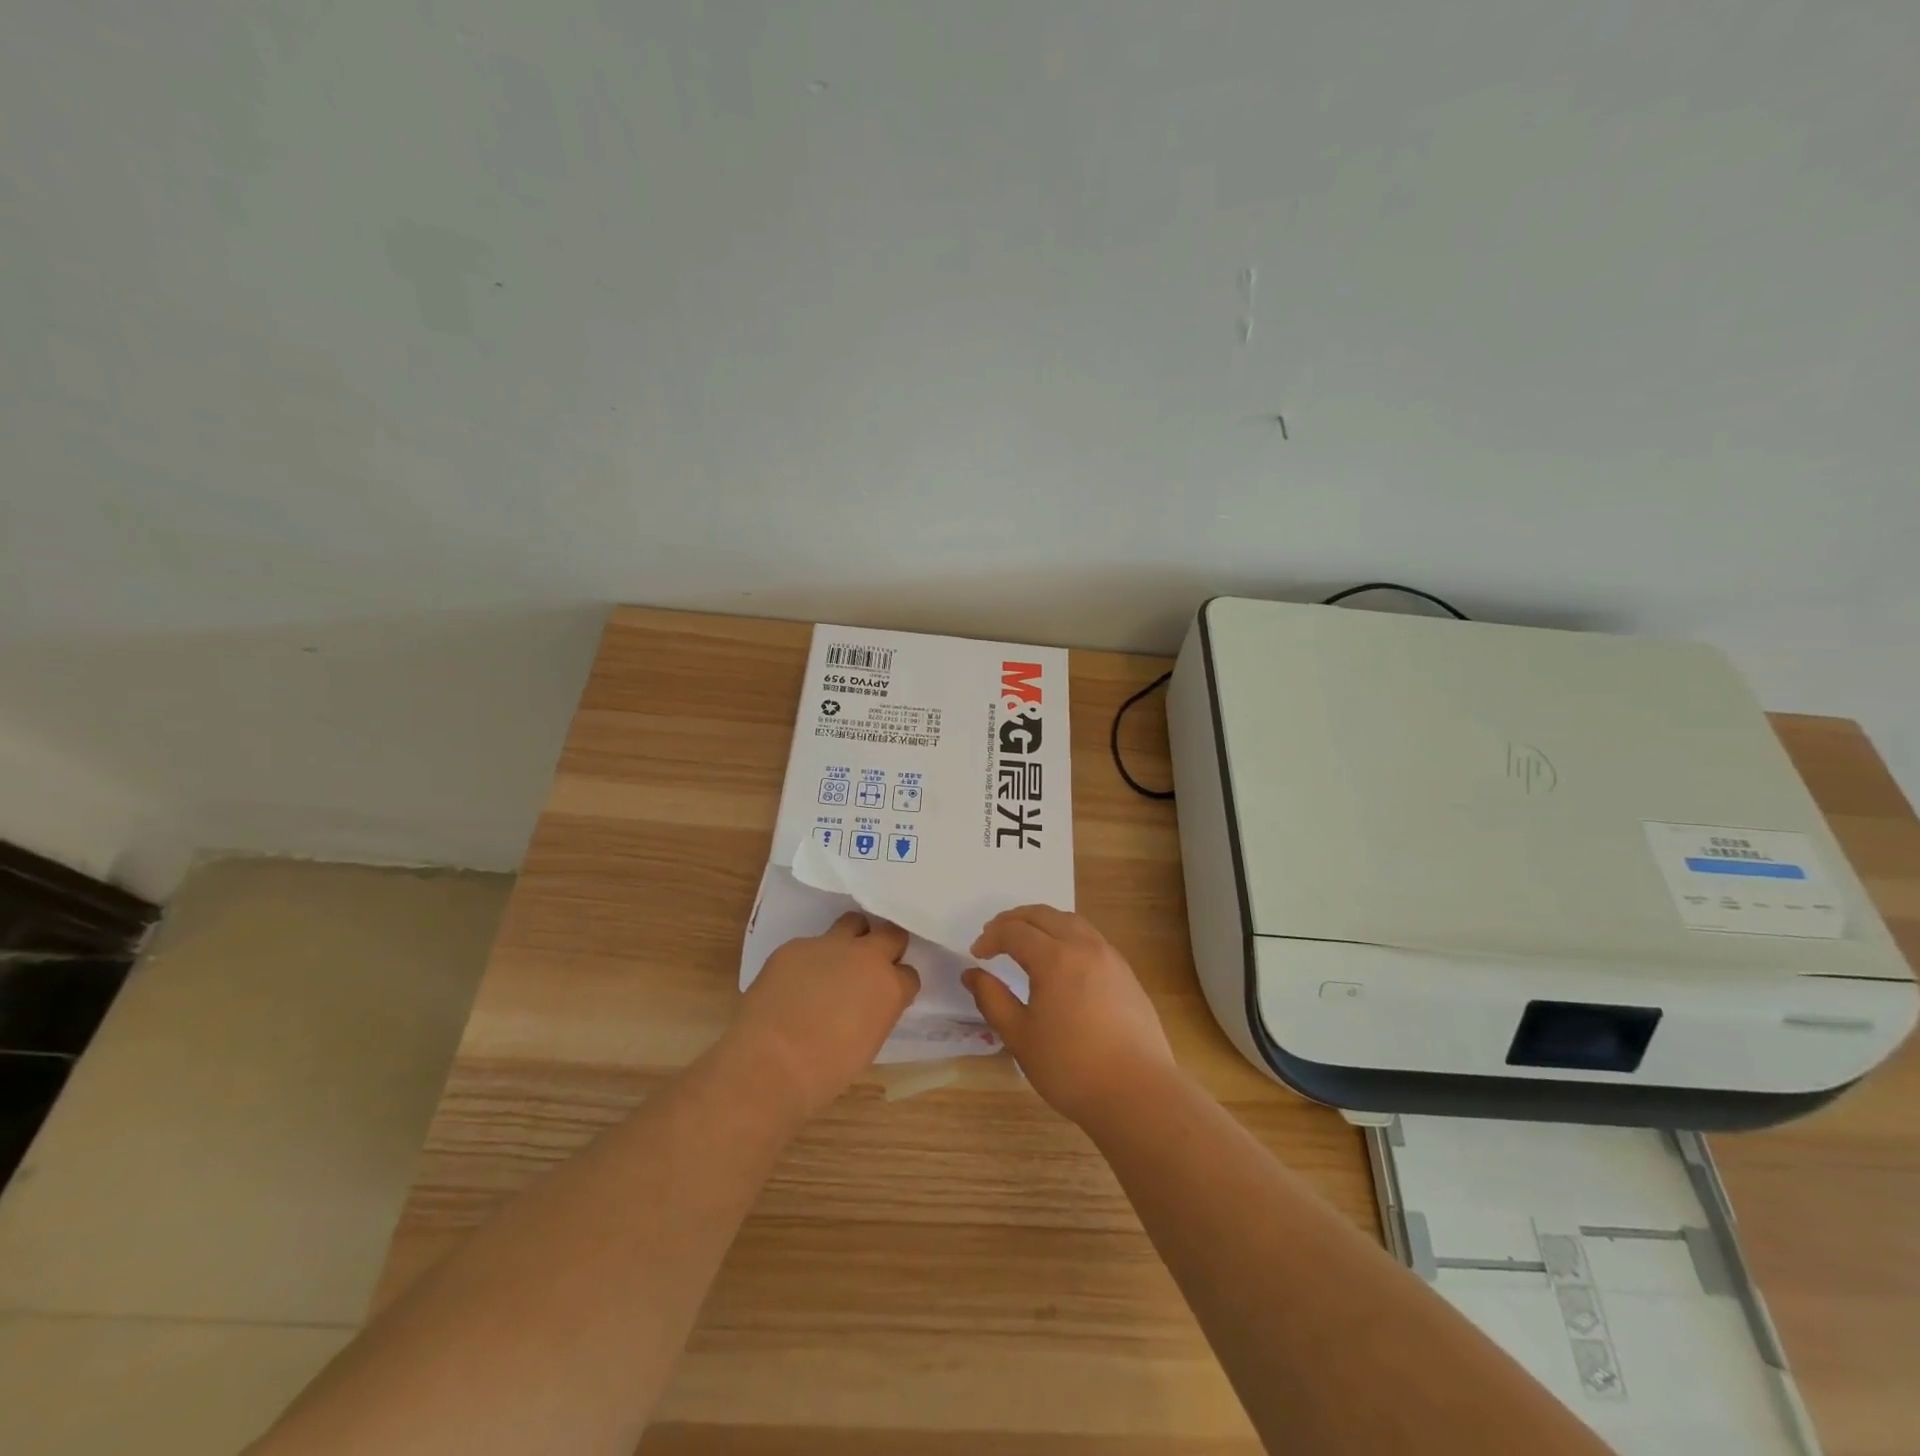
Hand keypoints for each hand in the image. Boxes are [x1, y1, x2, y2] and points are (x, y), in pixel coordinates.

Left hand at [729, 912, 920, 1117]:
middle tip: (870, 967)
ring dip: (852, 938)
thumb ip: (876, 1012)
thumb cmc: (825, 1071)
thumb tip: (867, 1004)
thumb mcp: (868, 1044)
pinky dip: (809, 959)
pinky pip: (810, 944)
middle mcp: (866, 957)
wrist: (771, 1062)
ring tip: (836, 961)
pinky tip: (794, 982)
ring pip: (853, 923)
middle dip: (886, 947)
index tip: (888, 994)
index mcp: (891, 987)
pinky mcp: (795, 945)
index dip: (898, 984)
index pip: (909, 974)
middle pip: (891, 934)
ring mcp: (830, 945)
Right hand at [963, 905, 1175, 1128]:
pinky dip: (1067, 934)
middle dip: (1014, 920)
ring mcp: (1110, 957)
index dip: (991, 938)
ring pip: (1071, 921)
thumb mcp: (1020, 1037)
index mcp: (1055, 958)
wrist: (1138, 1093)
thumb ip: (992, 999)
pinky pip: (1090, 937)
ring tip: (1026, 940)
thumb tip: (972, 974)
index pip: (1015, 931)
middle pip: (1044, 915)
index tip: (977, 955)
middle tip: (994, 936)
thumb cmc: (1071, 1068)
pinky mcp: (1126, 973)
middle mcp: (1084, 946)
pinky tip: (1061, 959)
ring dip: (1043, 922)